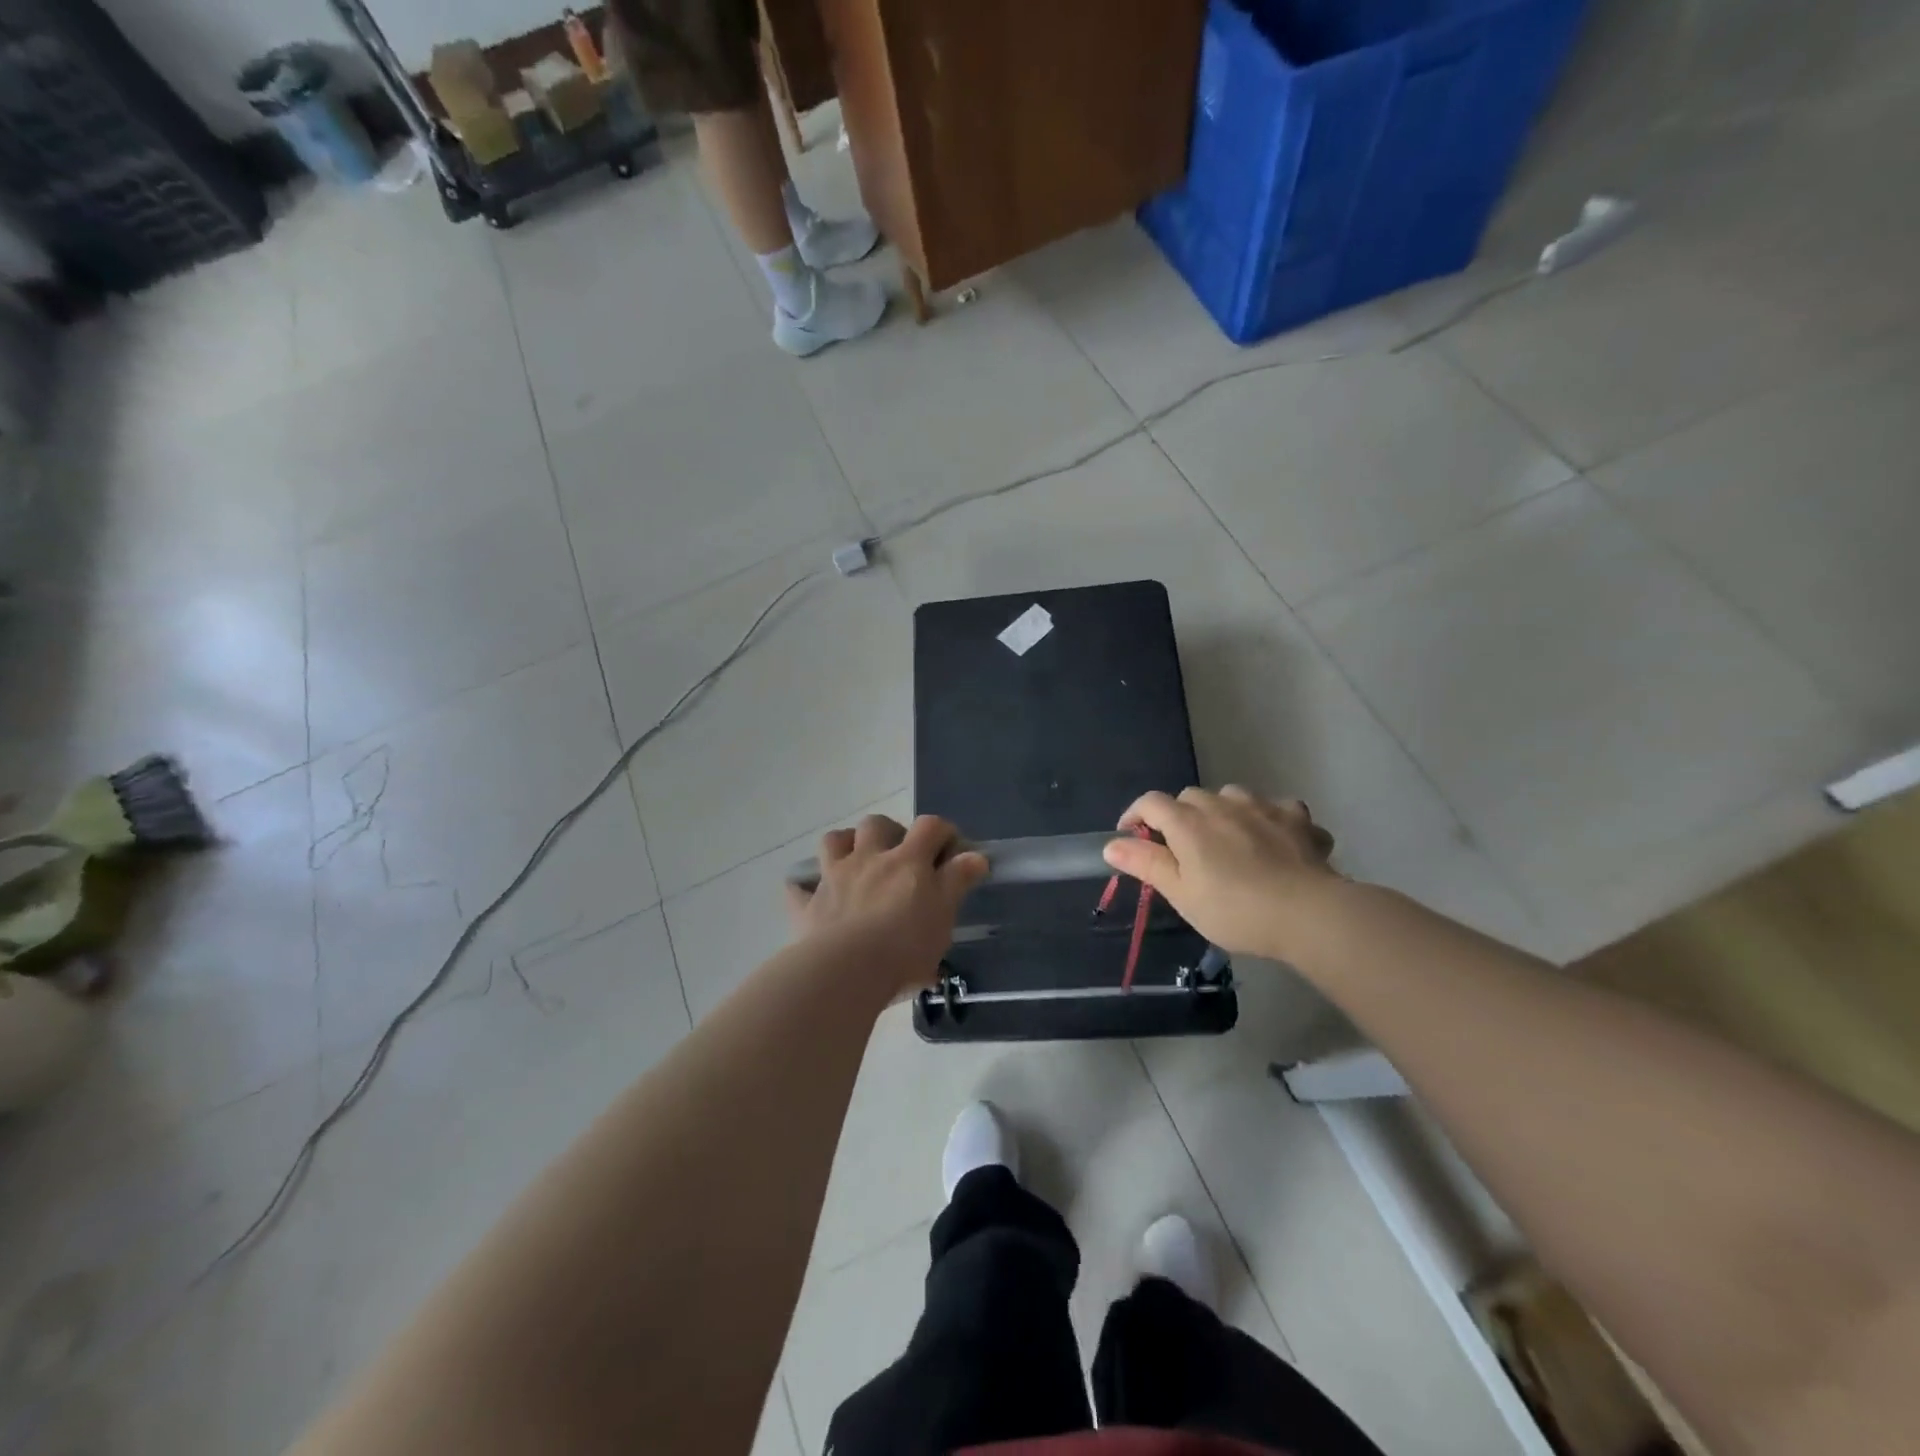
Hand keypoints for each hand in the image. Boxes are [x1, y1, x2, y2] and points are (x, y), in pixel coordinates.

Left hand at [785, 814, 987, 999]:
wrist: (846, 971)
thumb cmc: (905, 945)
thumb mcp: (944, 914)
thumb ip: (957, 881)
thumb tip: (975, 856)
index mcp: (907, 861)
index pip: (929, 827)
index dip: (943, 831)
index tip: (952, 849)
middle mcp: (868, 859)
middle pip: (876, 824)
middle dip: (890, 831)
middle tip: (901, 856)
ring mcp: (833, 879)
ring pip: (833, 841)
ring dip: (845, 844)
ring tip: (857, 862)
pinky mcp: (807, 905)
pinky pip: (798, 888)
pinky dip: (805, 888)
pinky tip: (813, 896)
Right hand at [1102, 786, 1339, 961]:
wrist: (1308, 914)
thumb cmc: (1235, 909)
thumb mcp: (1182, 894)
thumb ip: (1146, 864)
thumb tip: (1111, 844)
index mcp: (1188, 822)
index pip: (1150, 802)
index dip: (1135, 815)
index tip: (1131, 837)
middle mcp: (1222, 804)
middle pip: (1190, 796)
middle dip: (1180, 815)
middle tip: (1183, 848)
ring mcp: (1263, 807)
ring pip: (1232, 796)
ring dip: (1223, 811)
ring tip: (1228, 839)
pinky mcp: (1297, 819)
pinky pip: (1278, 808)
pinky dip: (1270, 820)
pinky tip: (1276, 840)